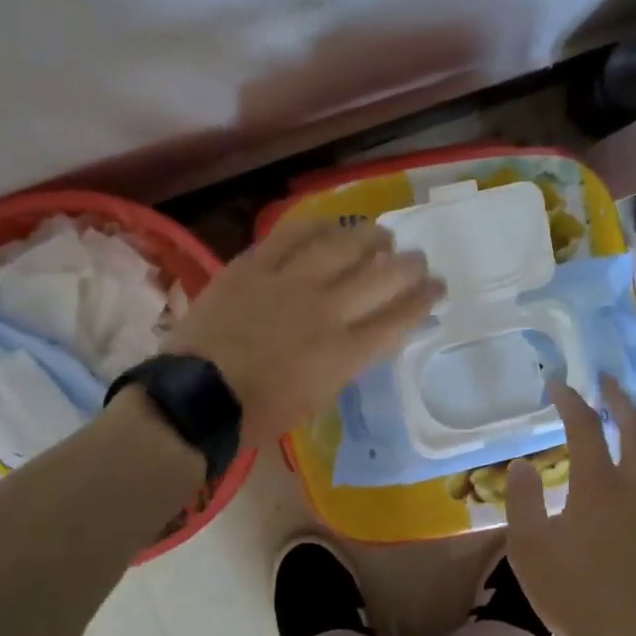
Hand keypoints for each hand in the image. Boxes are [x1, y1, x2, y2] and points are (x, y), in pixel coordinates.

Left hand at [165, 218, 443, 443]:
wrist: (198, 396)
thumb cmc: (260, 412)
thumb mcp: (319, 396)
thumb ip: (347, 361)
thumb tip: (363, 336)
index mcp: (346, 351)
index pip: (400, 316)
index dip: (425, 298)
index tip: (437, 287)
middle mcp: (328, 310)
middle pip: (383, 276)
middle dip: (409, 266)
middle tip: (417, 260)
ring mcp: (291, 282)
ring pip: (344, 245)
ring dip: (370, 237)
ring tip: (381, 235)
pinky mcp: (256, 265)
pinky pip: (293, 234)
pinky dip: (317, 226)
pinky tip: (330, 224)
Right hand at [505, 377, 635, 635]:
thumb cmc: (577, 594)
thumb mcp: (530, 548)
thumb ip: (524, 500)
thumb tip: (523, 463)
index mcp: (599, 484)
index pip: (585, 427)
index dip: (570, 401)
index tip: (558, 385)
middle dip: (620, 400)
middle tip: (607, 382)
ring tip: (633, 420)